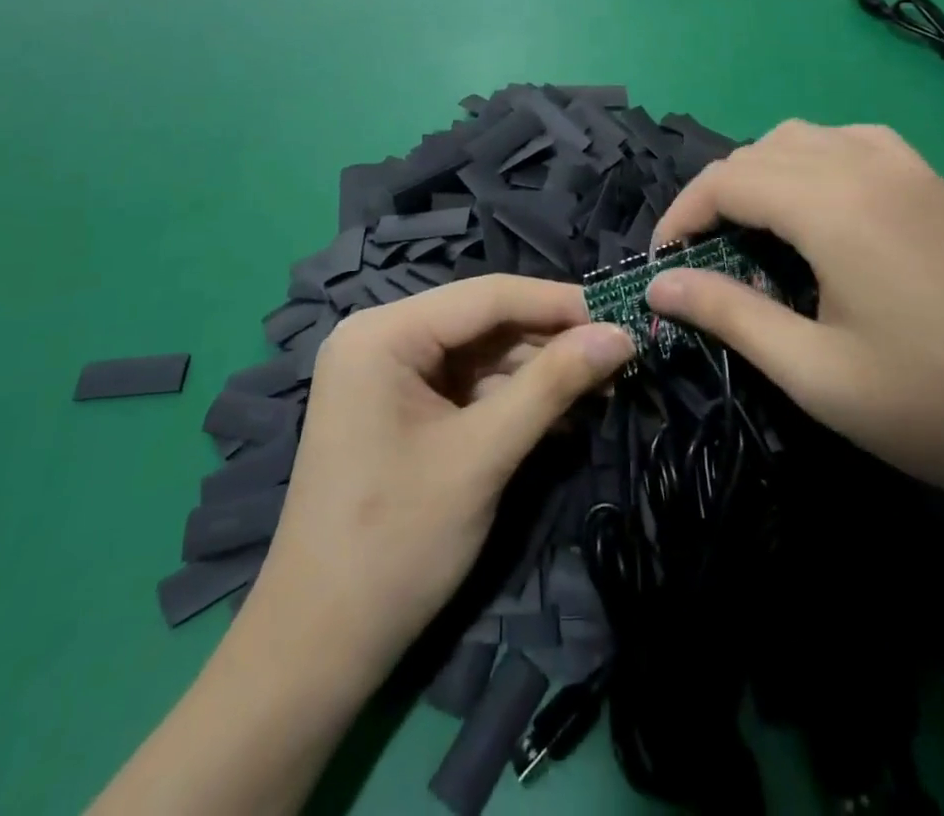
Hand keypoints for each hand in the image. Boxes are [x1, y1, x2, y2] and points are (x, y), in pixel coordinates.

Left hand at [242, 276, 632, 684]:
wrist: (319, 647)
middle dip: (552, 340)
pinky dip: (513, 396)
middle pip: (485, 321)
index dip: (559, 302)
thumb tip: (621, 335)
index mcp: (384, 333)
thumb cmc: (396, 542)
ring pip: (482, 353)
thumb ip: (553, 385)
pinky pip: (468, 384)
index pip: (488, 295)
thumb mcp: (483, 456)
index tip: (624, 313)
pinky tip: (563, 410)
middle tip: (620, 356)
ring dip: (539, 370)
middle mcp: (382, 337)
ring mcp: (388, 373)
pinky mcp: (401, 406)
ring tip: (604, 385)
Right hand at [645, 122, 943, 533]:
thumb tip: (657, 287)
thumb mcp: (813, 372)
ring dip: (764, 172)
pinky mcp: (937, 186)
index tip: (662, 259)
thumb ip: (729, 314)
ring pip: (807, 137)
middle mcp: (867, 166)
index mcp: (834, 206)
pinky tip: (823, 206)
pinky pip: (856, 143)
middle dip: (717, 193)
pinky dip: (816, 161)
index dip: (682, 213)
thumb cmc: (930, 406)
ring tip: (753, 228)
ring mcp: (910, 169)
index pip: (728, 180)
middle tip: (702, 253)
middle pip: (761, 152)